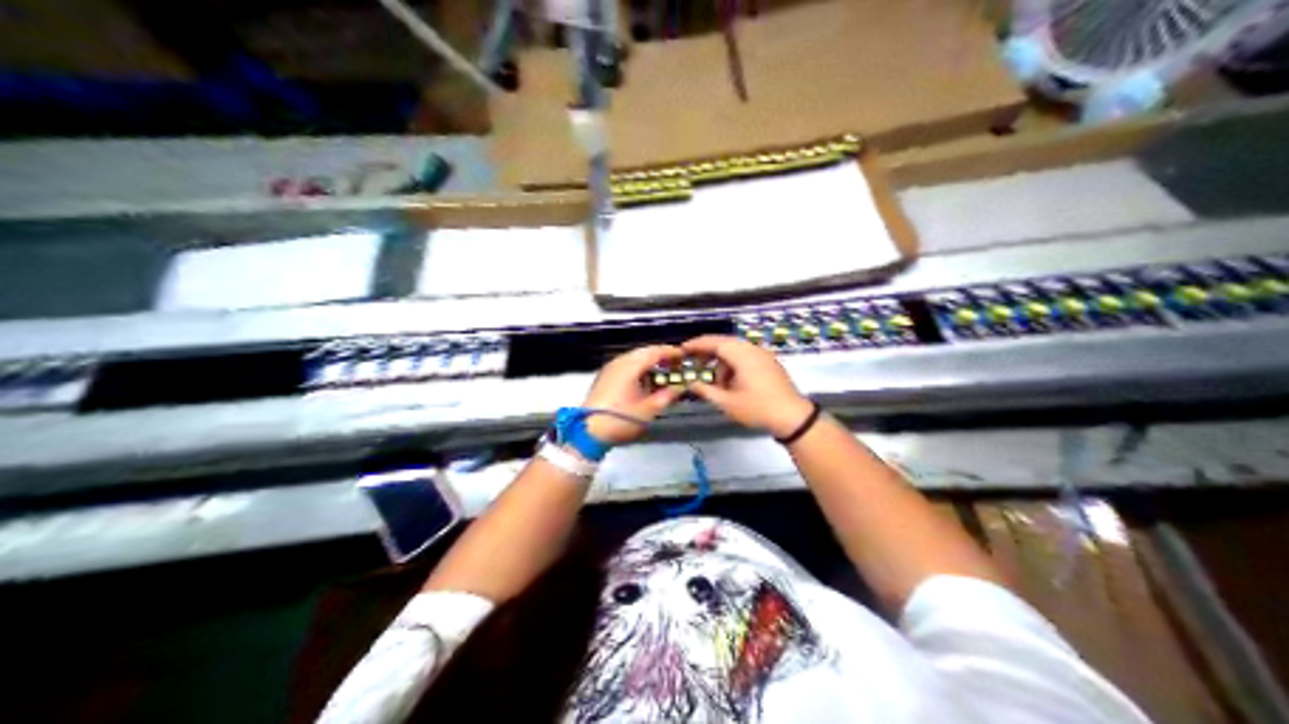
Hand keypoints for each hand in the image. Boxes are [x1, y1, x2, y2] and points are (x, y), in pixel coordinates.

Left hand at [583, 346, 684, 447]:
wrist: (589, 431)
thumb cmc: (621, 419)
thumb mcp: (649, 409)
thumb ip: (667, 395)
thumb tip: (680, 387)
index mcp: (630, 366)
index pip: (655, 352)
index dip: (671, 352)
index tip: (684, 356)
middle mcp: (619, 362)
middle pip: (644, 352)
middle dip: (661, 355)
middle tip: (676, 363)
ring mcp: (610, 369)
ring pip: (634, 358)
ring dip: (649, 362)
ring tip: (664, 371)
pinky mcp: (605, 377)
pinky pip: (626, 365)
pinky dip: (639, 368)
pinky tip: (646, 379)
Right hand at [678, 336, 807, 437]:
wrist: (792, 417)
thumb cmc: (758, 409)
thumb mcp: (727, 403)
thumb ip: (706, 391)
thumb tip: (691, 383)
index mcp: (743, 355)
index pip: (715, 342)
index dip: (697, 344)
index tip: (683, 349)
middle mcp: (753, 349)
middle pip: (726, 344)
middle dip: (708, 353)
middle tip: (694, 363)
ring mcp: (764, 355)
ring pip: (736, 351)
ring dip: (723, 363)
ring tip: (716, 383)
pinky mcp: (770, 363)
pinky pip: (746, 357)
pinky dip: (734, 365)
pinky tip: (731, 383)